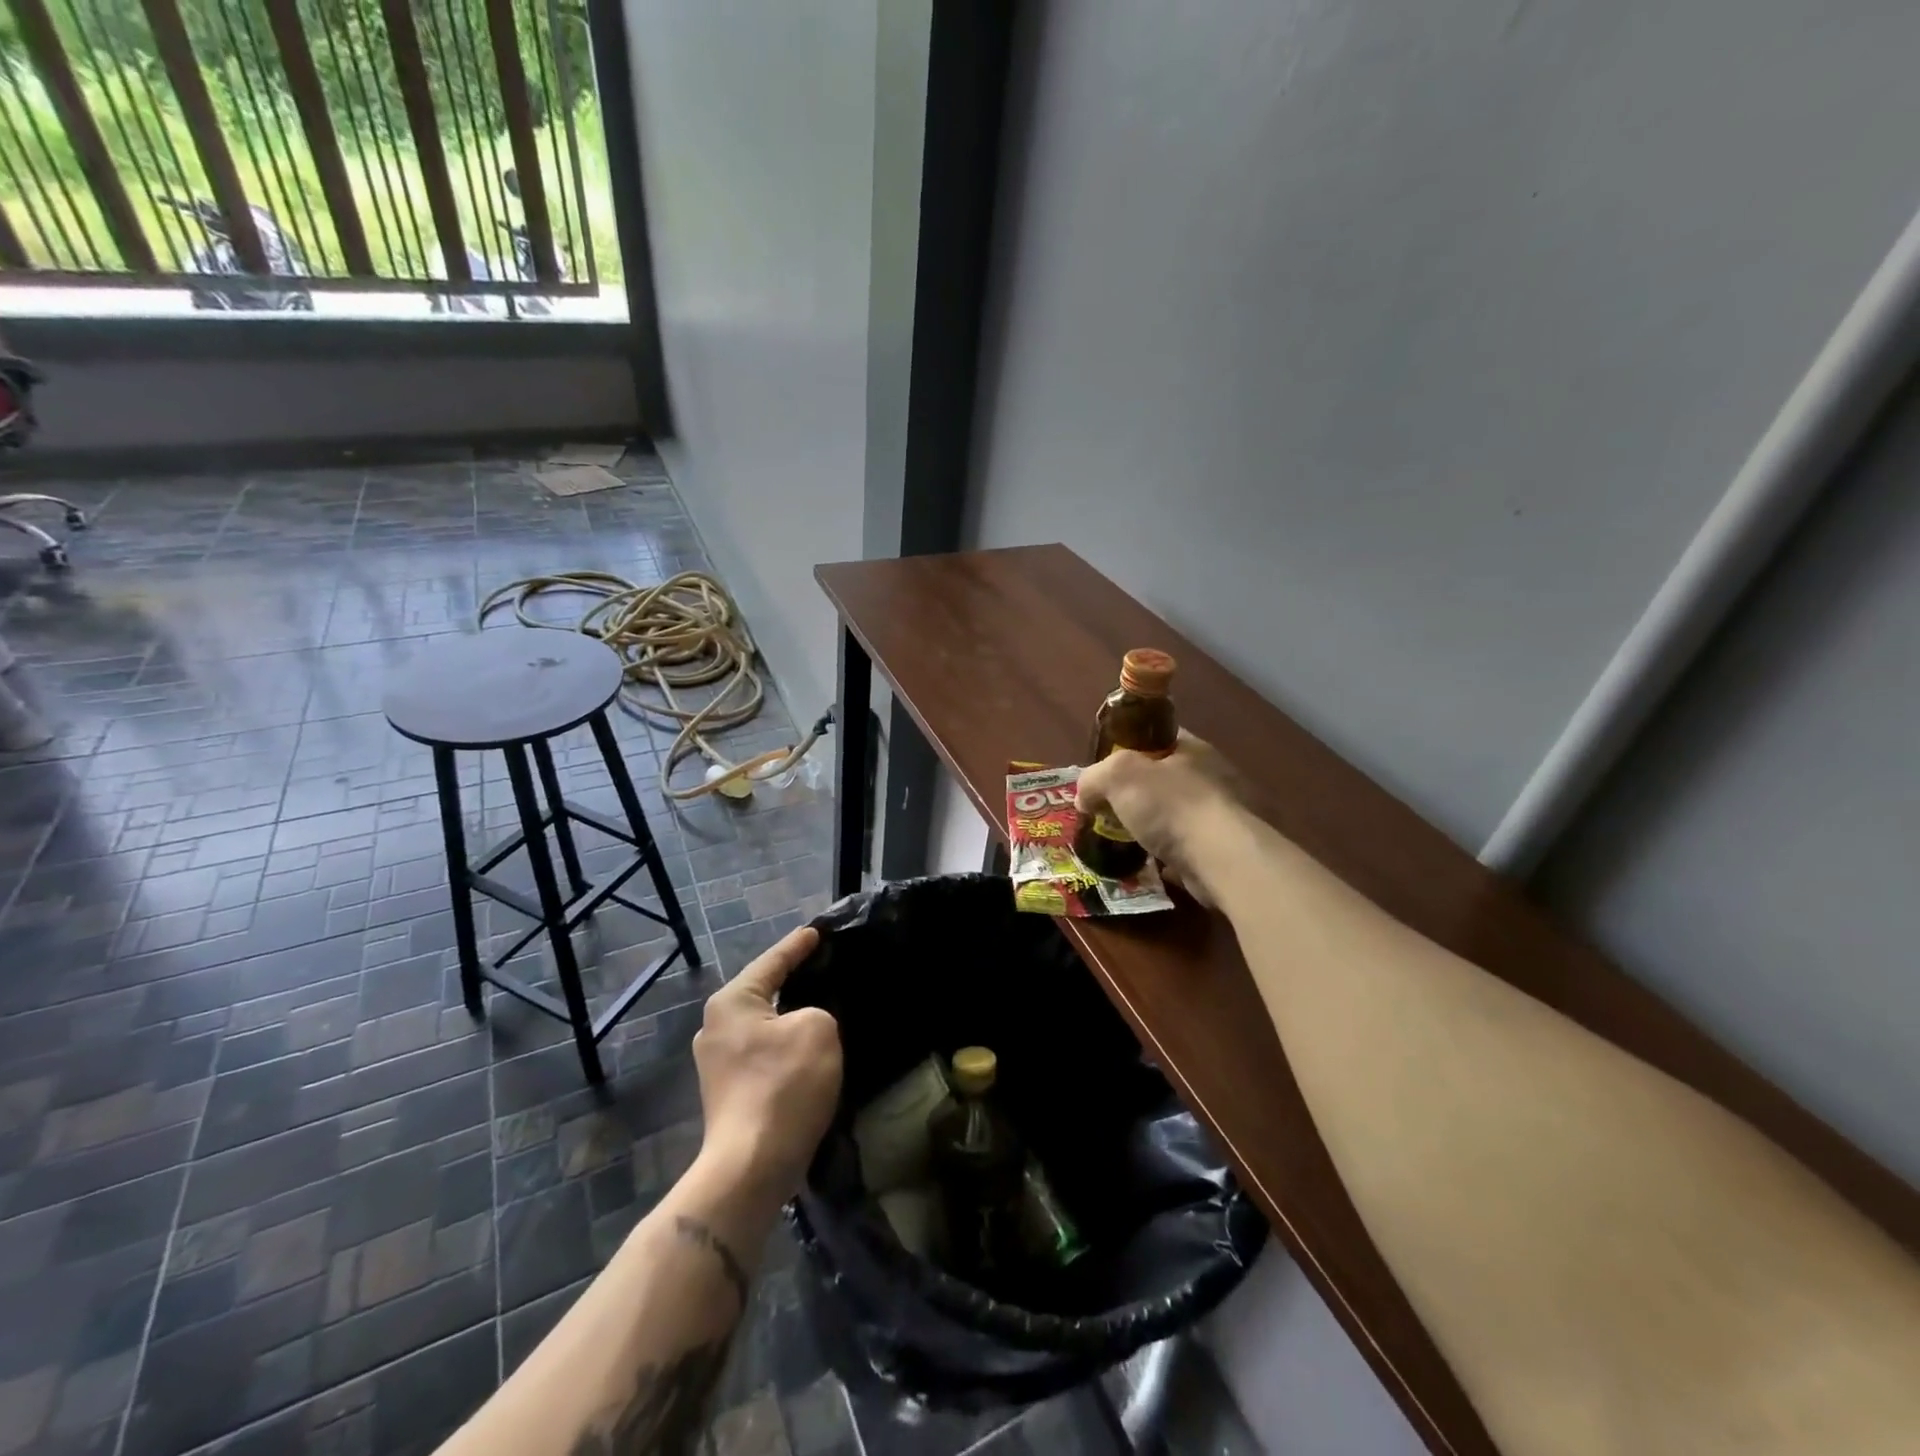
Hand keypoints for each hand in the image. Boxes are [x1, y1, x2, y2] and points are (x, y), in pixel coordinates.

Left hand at [692, 926, 842, 1204]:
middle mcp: (715, 1026)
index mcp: (732, 1001)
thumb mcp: (819, 1028)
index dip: (798, 945)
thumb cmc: (784, 1085)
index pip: (773, 961)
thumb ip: (816, 1010)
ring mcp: (716, 1063)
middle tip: (822, 966)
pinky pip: (762, 1052)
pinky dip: (784, 1045)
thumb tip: (804, 1024)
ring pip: (763, 1025)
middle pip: (762, 992)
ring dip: (789, 1017)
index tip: (817, 931)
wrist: (752, 1166)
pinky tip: (806, 1050)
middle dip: (791, 980)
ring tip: (820, 1007)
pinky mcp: (727, 1093)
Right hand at [1075, 733, 1246, 903]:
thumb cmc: (1171, 805)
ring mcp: (1225, 815)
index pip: (1158, 737)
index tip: (1107, 768)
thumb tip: (1084, 797)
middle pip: (1166, 778)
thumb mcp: (1117, 776)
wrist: (1222, 859)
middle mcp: (1214, 776)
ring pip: (1177, 814)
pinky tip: (1150, 864)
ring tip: (1126, 840)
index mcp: (1193, 749)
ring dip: (1154, 826)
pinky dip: (1170, 855)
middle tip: (1110, 808)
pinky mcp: (1226, 850)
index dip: (1130, 747)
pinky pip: (1188, 847)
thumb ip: (1094, 779)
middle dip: (1139, 793)